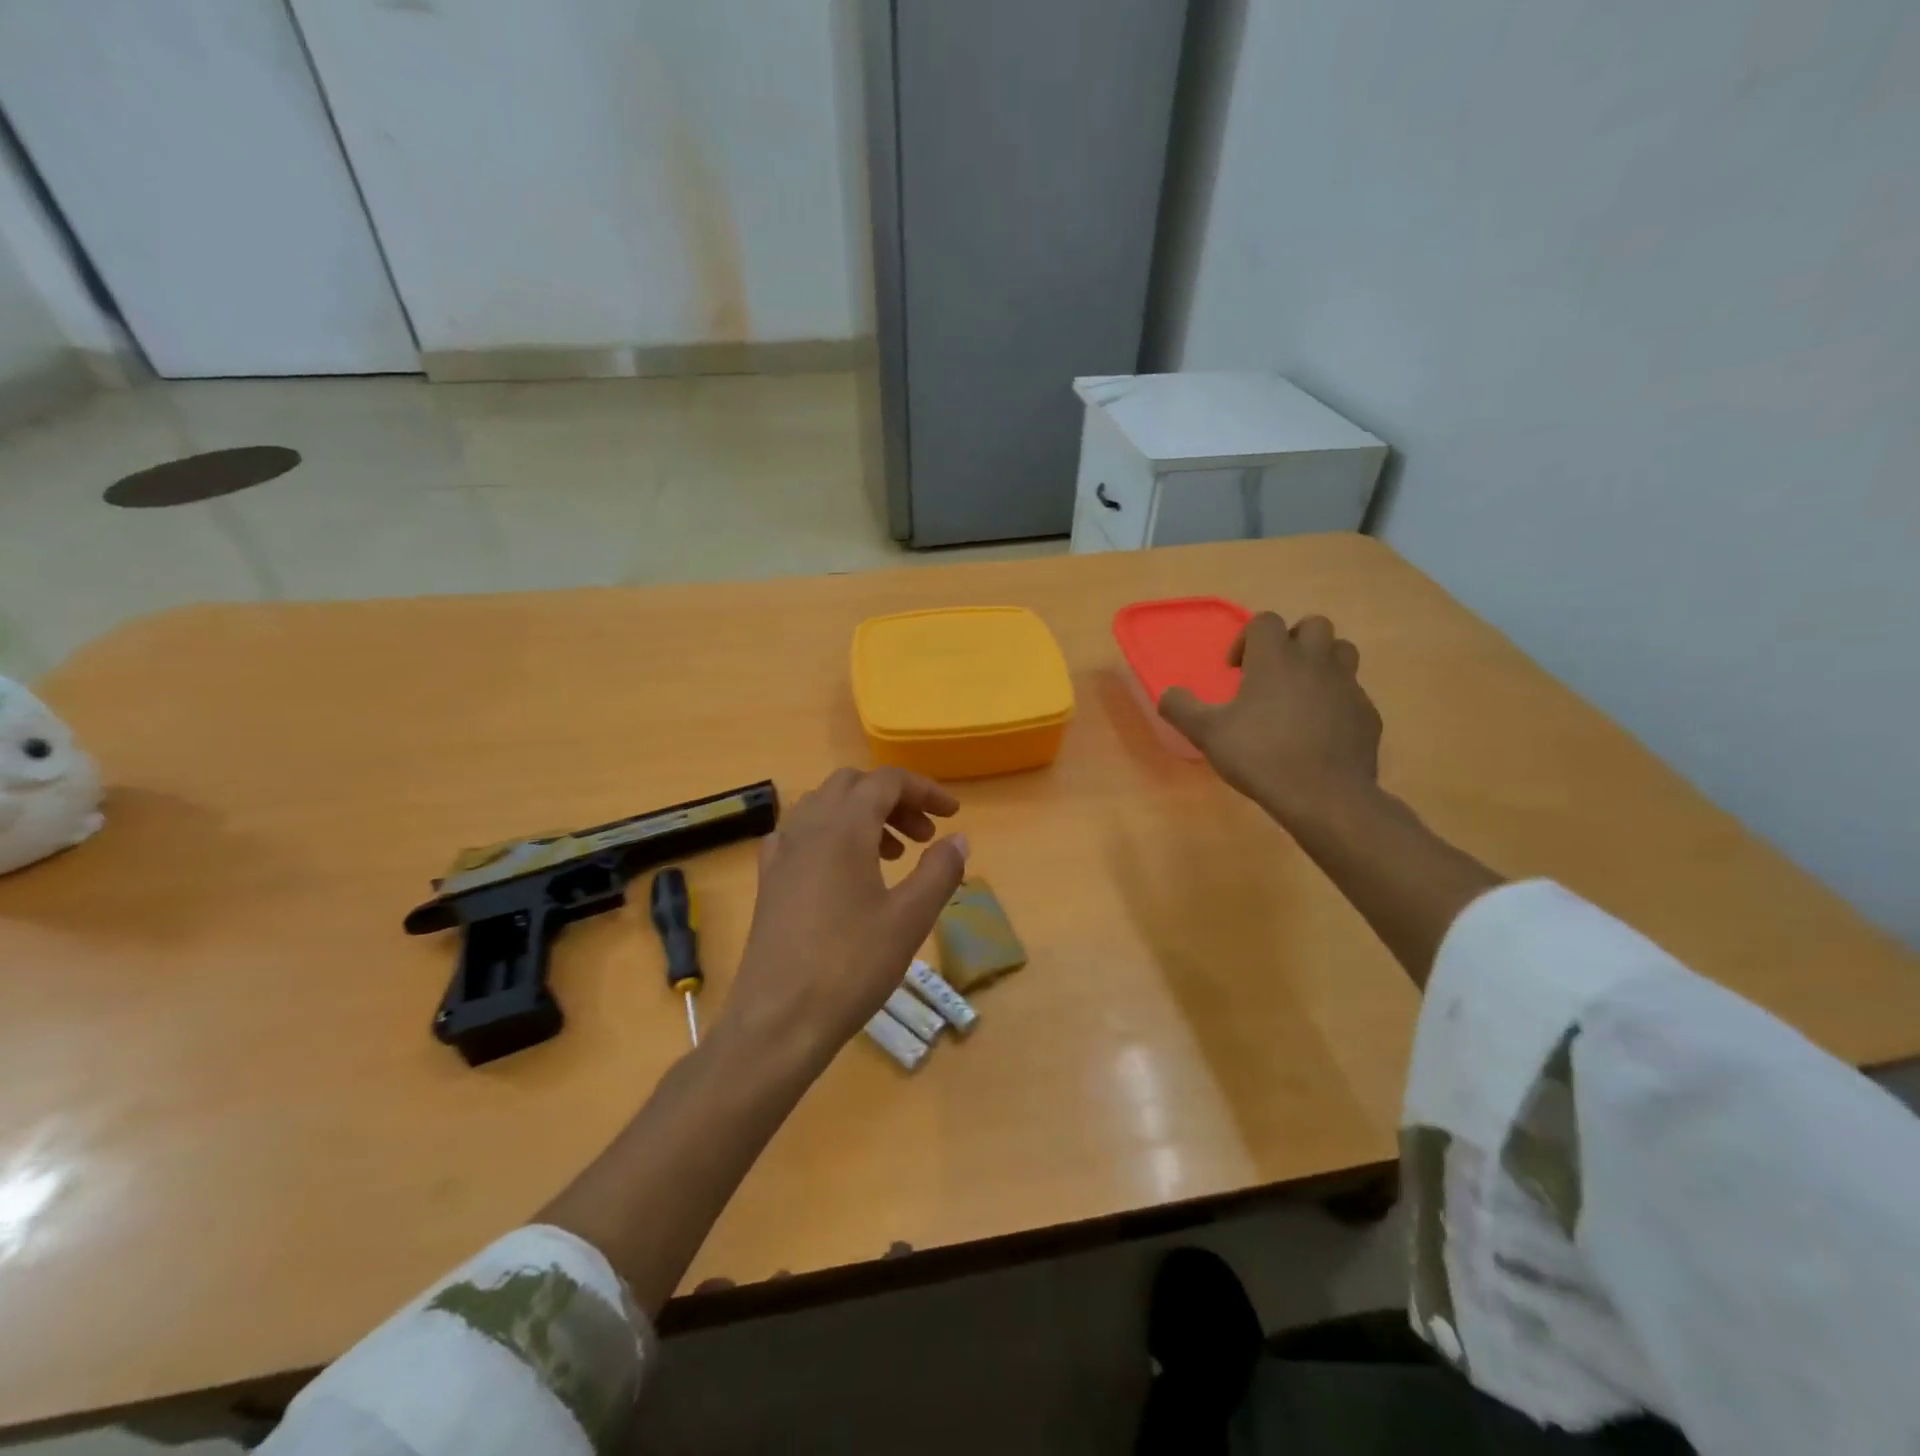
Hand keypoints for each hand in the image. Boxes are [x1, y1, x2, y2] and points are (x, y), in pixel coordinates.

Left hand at [721, 767, 968, 1066]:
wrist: (778, 1021)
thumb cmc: (851, 966)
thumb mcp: (909, 919)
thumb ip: (940, 871)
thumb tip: (959, 839)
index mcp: (843, 828)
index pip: (886, 781)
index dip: (924, 790)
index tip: (952, 814)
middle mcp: (807, 828)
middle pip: (853, 786)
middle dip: (893, 800)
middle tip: (923, 836)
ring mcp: (781, 854)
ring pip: (824, 807)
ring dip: (863, 816)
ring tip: (893, 856)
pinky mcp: (768, 881)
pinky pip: (801, 835)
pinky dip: (831, 836)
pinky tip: (845, 872)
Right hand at [1159, 612, 1381, 825]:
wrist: (1325, 795)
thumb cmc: (1260, 756)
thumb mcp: (1207, 734)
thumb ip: (1181, 708)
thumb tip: (1167, 694)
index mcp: (1275, 658)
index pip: (1265, 621)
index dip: (1246, 639)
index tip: (1235, 670)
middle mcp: (1315, 661)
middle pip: (1313, 625)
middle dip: (1292, 640)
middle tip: (1273, 672)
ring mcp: (1347, 686)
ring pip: (1342, 651)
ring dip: (1321, 661)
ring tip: (1301, 691)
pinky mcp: (1367, 713)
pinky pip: (1353, 692)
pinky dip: (1336, 699)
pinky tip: (1320, 728)